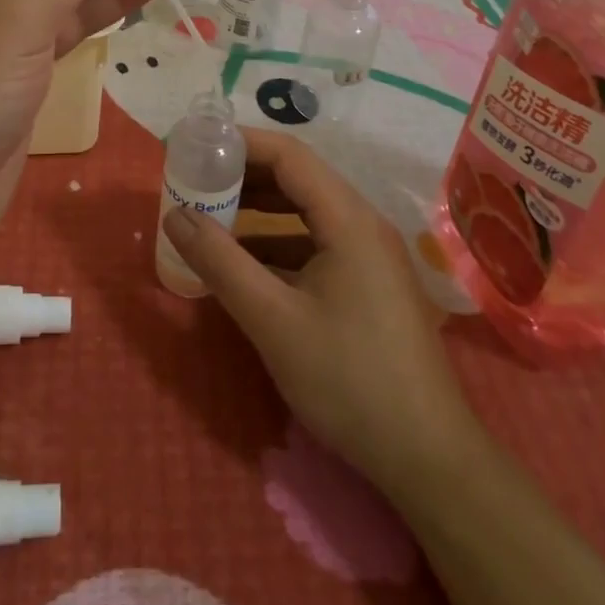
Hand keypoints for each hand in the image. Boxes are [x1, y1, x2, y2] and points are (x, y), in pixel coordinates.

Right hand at [161, 129, 481, 494]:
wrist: (428, 460)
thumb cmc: (349, 380)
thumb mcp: (273, 320)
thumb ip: (220, 262)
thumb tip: (175, 214)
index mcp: (348, 219)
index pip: (288, 155)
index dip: (239, 144)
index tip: (195, 147)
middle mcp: (362, 223)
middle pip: (297, 178)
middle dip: (244, 175)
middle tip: (195, 182)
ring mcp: (370, 254)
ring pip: (305, 211)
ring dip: (258, 209)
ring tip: (210, 217)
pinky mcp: (369, 283)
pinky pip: (315, 242)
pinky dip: (277, 242)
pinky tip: (245, 264)